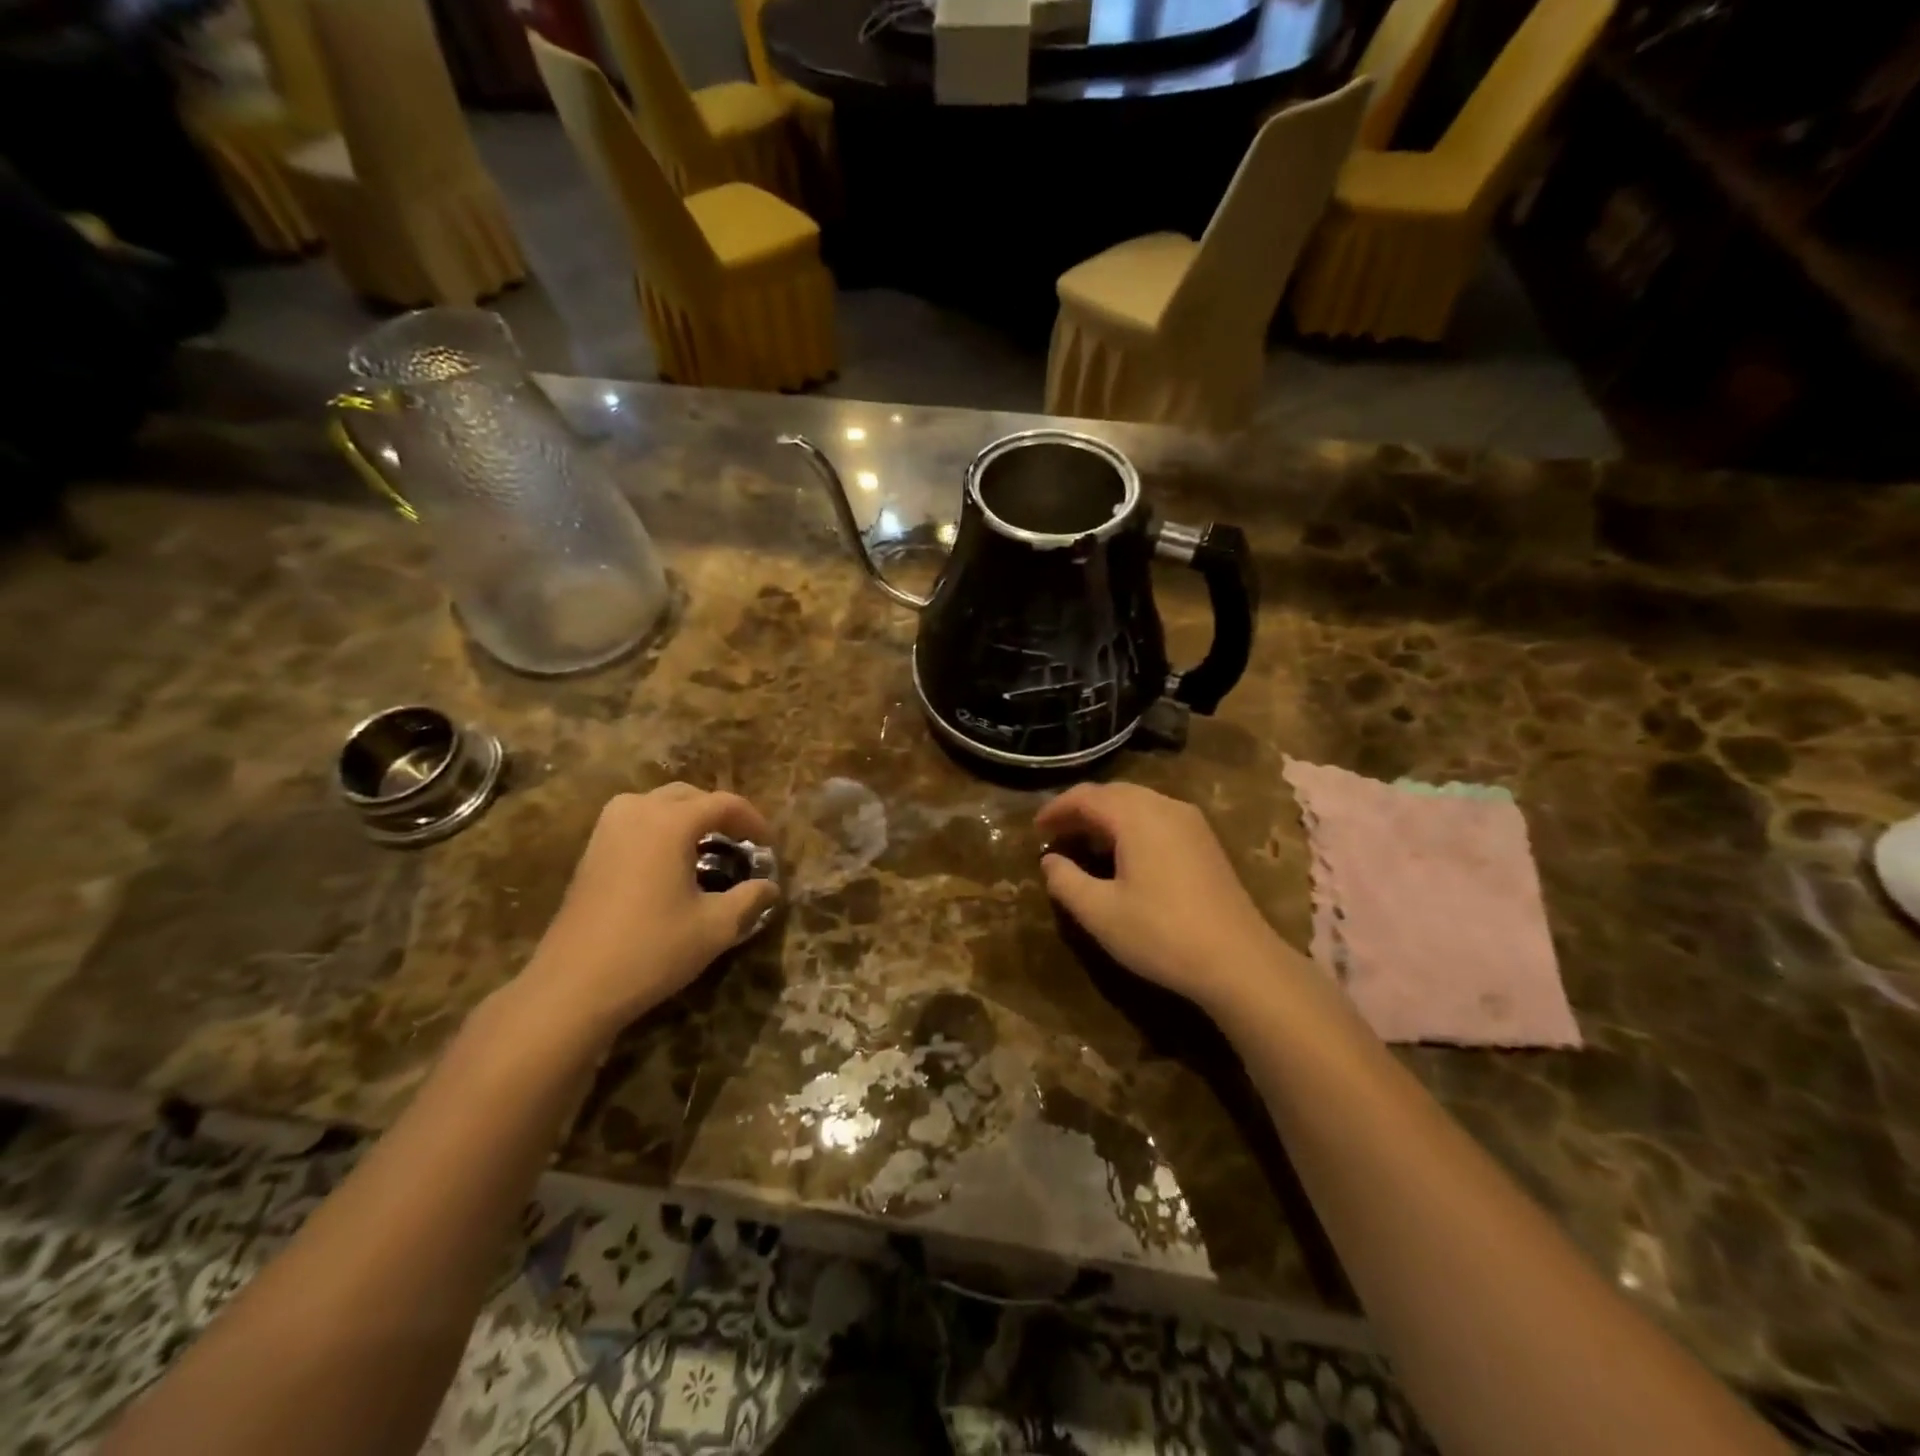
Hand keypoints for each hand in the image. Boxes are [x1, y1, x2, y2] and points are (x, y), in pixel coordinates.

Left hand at [518, 785, 781, 1041]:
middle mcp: (637, 812)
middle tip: (741, 843)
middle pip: (688, 795)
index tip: (769, 846)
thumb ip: (750, 899)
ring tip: (706, 848)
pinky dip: (660, 829)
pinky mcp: (590, 851)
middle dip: (719, 814)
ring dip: (687, 817)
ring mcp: (607, 830)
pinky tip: (670, 864)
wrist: (572, 987)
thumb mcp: (715, 927)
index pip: (724, 803)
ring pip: (657, 804)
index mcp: (670, 822)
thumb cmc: (652, 950)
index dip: (753, 820)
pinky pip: (634, 821)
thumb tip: (770, 886)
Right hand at [1036, 782, 1300, 1015]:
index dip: (1056, 808)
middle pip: (1114, 793)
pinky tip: (1124, 854)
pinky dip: (1131, 825)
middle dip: (1081, 809)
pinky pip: (1158, 816)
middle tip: (1057, 834)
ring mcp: (1191, 822)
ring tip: (1085, 843)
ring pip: (1138, 803)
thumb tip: (1049, 860)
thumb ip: (1066, 881)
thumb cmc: (1161, 933)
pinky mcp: (1205, 841)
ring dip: (1107, 816)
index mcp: (1136, 816)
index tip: (1036, 829)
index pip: (1087, 796)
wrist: (1239, 961)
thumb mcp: (1100, 912)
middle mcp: (1165, 806)